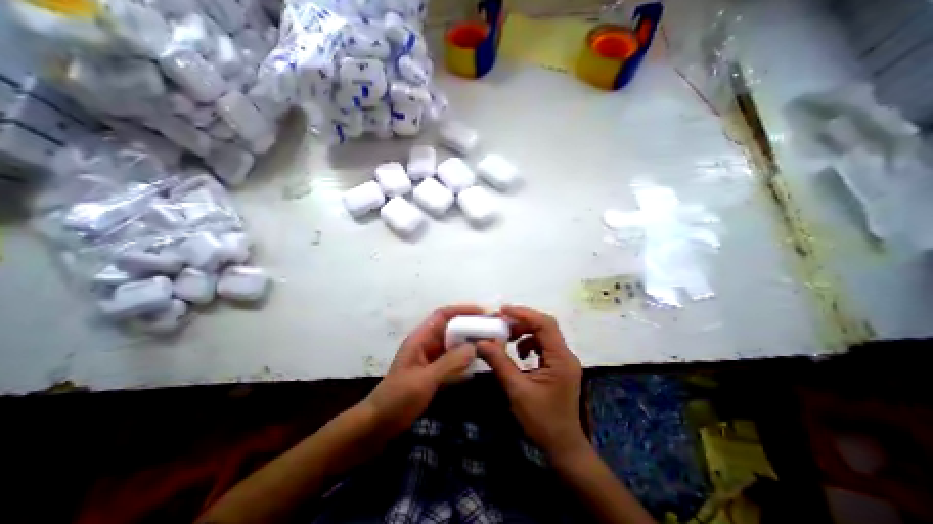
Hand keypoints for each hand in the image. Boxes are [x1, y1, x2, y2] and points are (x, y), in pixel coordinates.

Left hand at [362, 303, 483, 436]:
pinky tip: (476, 365)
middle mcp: (426, 344)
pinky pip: (451, 360)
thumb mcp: (424, 380)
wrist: (377, 425)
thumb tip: (474, 347)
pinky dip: (464, 360)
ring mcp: (429, 359)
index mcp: (420, 338)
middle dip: (470, 327)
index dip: (462, 310)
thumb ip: (449, 363)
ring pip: (452, 345)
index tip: (483, 313)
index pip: (443, 315)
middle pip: (450, 328)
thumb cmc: (397, 399)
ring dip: (469, 344)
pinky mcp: (432, 373)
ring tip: (489, 345)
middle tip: (492, 331)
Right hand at [476, 306, 584, 459]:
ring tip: (507, 338)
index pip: (545, 325)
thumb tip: (481, 342)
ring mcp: (563, 360)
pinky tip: (519, 354)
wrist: (563, 446)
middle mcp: (565, 355)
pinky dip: (529, 344)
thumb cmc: (542, 420)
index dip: (524, 314)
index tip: (503, 311)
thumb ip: (499, 363)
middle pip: (545, 326)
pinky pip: (543, 346)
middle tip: (501, 323)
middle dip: (522, 322)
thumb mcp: (517, 390)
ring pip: (544, 335)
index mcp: (560, 358)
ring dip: (525, 332)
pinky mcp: (558, 366)